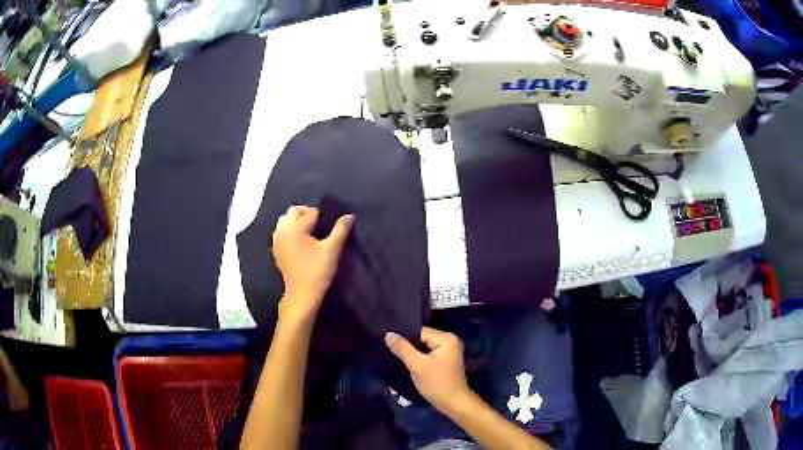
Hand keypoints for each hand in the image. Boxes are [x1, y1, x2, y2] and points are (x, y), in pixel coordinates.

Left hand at [272, 205, 353, 324]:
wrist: (301, 294)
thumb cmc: (317, 271)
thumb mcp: (332, 249)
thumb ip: (340, 230)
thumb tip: (349, 216)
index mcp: (295, 228)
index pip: (310, 213)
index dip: (322, 217)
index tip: (329, 227)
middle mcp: (283, 231)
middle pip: (293, 212)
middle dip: (306, 214)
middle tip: (320, 225)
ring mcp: (277, 241)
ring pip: (284, 221)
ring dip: (296, 221)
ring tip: (309, 232)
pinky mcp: (276, 250)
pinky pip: (280, 232)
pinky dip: (289, 231)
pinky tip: (299, 242)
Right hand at [385, 327, 471, 413]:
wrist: (454, 404)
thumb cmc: (437, 384)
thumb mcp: (417, 366)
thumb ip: (403, 348)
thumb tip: (389, 334)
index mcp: (446, 338)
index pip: (420, 331)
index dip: (404, 337)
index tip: (389, 343)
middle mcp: (450, 340)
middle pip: (422, 338)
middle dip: (408, 345)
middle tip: (390, 350)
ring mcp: (449, 351)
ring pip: (424, 346)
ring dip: (412, 352)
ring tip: (396, 356)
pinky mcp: (445, 360)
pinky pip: (428, 353)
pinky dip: (419, 358)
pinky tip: (409, 363)